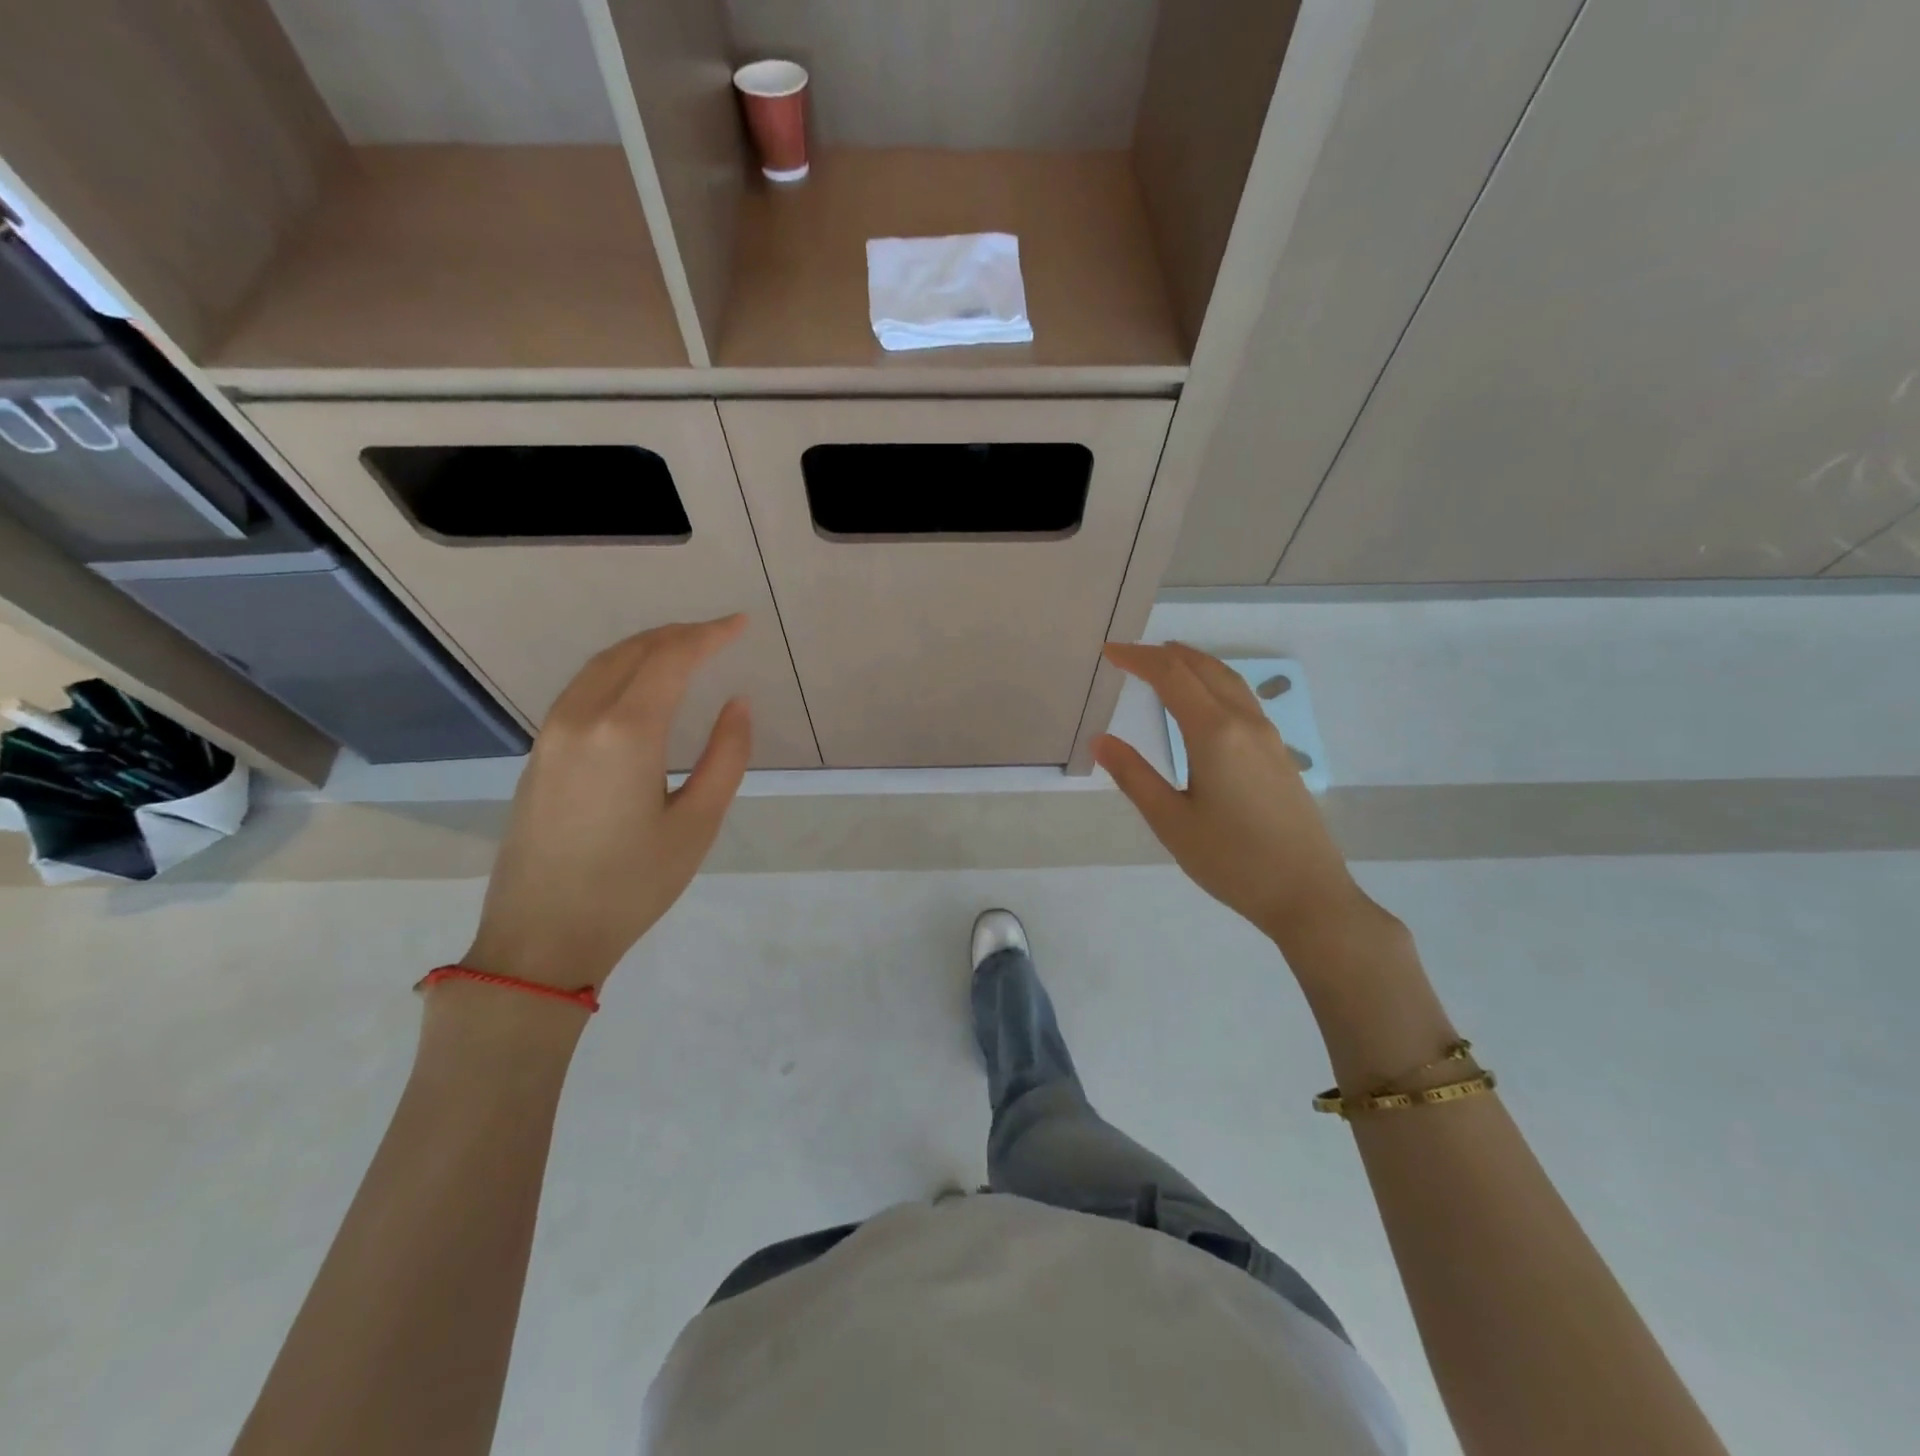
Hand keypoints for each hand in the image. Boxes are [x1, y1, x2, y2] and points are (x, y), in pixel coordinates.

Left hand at [463, 616, 751, 990]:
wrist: (542, 937)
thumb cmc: (632, 885)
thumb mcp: (697, 824)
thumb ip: (726, 757)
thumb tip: (737, 705)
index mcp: (626, 733)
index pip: (671, 659)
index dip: (709, 635)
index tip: (740, 624)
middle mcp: (581, 718)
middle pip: (632, 652)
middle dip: (678, 634)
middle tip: (718, 632)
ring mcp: (551, 734)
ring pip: (600, 665)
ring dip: (645, 647)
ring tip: (684, 648)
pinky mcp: (539, 754)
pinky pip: (581, 689)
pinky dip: (618, 670)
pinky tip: (638, 685)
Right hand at [1094, 642, 1376, 948]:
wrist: (1308, 895)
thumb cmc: (1232, 861)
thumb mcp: (1171, 822)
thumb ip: (1134, 776)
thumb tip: (1100, 740)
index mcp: (1214, 733)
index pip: (1171, 676)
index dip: (1138, 659)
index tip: (1110, 653)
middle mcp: (1244, 723)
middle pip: (1202, 668)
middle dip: (1164, 654)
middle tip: (1129, 655)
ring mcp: (1268, 736)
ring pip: (1228, 679)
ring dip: (1194, 663)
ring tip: (1166, 661)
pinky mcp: (1279, 753)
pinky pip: (1242, 698)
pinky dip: (1214, 682)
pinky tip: (1205, 701)